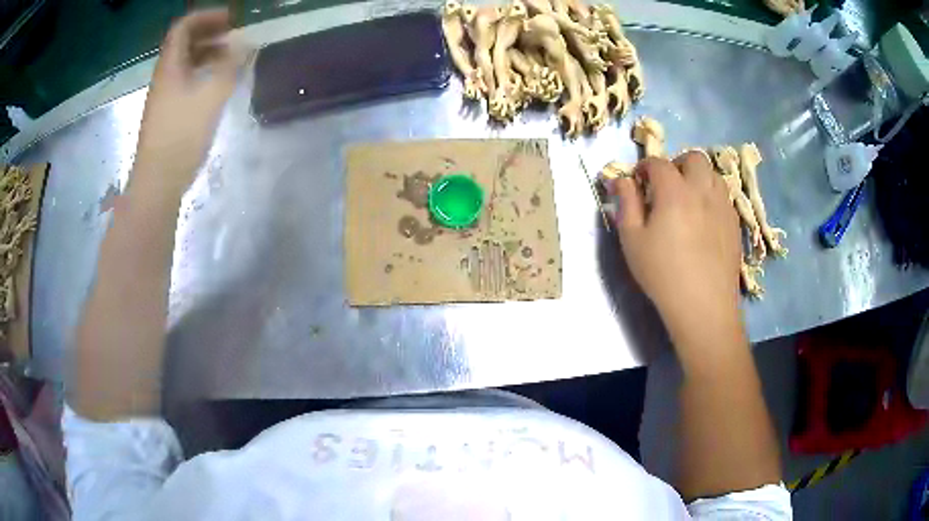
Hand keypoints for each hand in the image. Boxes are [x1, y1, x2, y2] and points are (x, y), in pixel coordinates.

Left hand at [134, 10, 245, 193]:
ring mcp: (163, 96)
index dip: (206, 17)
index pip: (183, 27)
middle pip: (183, 43)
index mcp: (170, 67)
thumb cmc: (181, 137)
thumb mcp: (211, 97)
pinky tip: (216, 84)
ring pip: (184, 63)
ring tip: (229, 58)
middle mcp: (164, 77)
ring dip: (206, 53)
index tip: (231, 18)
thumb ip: (231, 66)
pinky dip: (201, 73)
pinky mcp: (166, 114)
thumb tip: (246, 42)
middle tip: (233, 34)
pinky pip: (184, 81)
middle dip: (209, 33)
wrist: (157, 183)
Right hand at [608, 152, 741, 340]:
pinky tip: (704, 219)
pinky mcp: (735, 224)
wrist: (703, 306)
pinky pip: (724, 196)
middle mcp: (702, 190)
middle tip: (666, 185)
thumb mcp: (632, 240)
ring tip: (688, 199)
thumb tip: (622, 180)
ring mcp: (723, 206)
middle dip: (677, 164)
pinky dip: (711, 196)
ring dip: (698, 177)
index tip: (638, 181)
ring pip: (713, 175)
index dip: (644, 167)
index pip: (658, 163)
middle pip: (694, 159)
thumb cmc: (662, 273)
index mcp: (674, 191)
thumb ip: (626, 203)